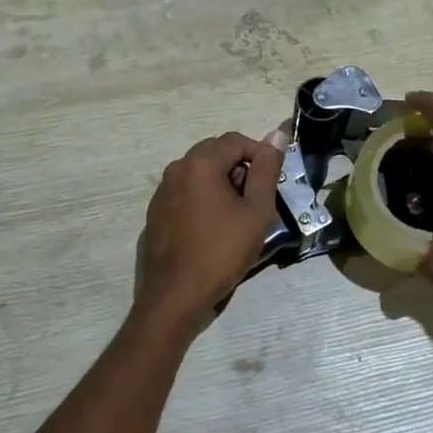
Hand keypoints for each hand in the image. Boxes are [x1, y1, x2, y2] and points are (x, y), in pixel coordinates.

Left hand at [132, 132, 283, 336]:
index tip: (273, 180)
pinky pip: (185, 192)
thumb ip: (267, 170)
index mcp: (200, 163)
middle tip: (257, 197)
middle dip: (240, 167)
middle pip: (215, 152)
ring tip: (237, 215)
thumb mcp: (256, 211)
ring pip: (199, 172)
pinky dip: (203, 198)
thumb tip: (277, 135)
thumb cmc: (222, 252)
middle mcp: (176, 169)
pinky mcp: (155, 212)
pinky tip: (213, 228)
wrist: (175, 296)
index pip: (236, 140)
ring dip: (221, 182)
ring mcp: (161, 191)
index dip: (260, 154)